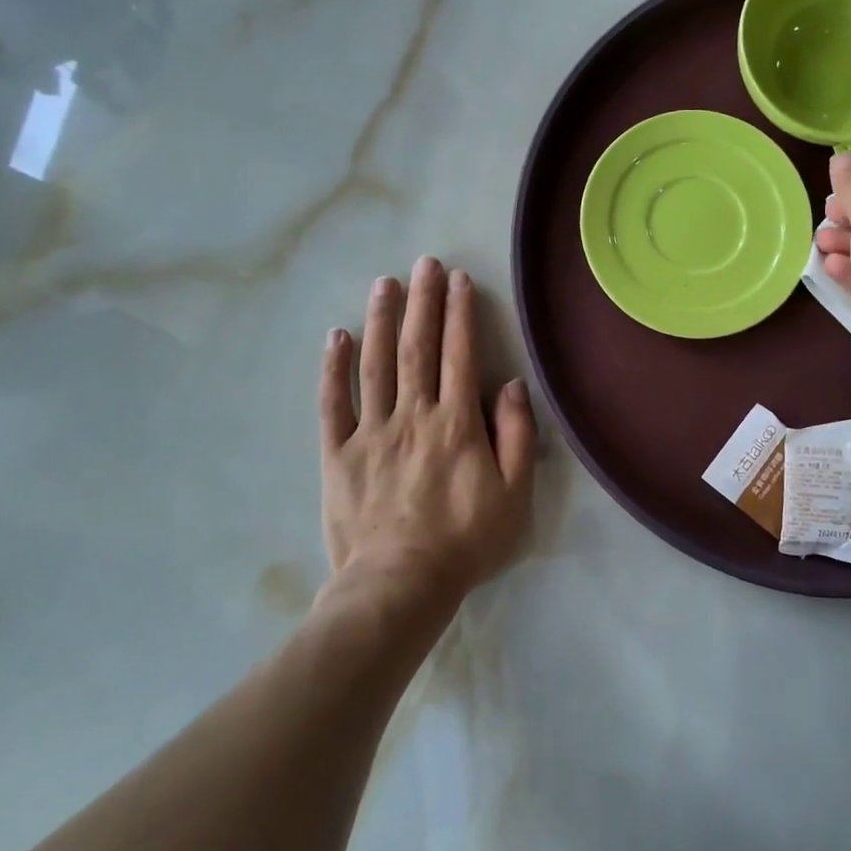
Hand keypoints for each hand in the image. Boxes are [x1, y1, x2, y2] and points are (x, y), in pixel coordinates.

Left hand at [320, 256, 535, 610]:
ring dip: (381, 319)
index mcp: (456, 423)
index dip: (460, 313)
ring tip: (385, 282)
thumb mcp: (514, 495)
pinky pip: (333, 404)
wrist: (398, 588)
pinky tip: (337, 336)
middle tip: (424, 263)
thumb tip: (511, 385)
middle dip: (422, 301)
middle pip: (417, 347)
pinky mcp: (339, 454)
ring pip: (376, 364)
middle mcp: (413, 415)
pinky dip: (334, 368)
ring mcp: (371, 432)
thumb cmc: (464, 541)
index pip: (459, 354)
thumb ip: (517, 436)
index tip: (459, 280)